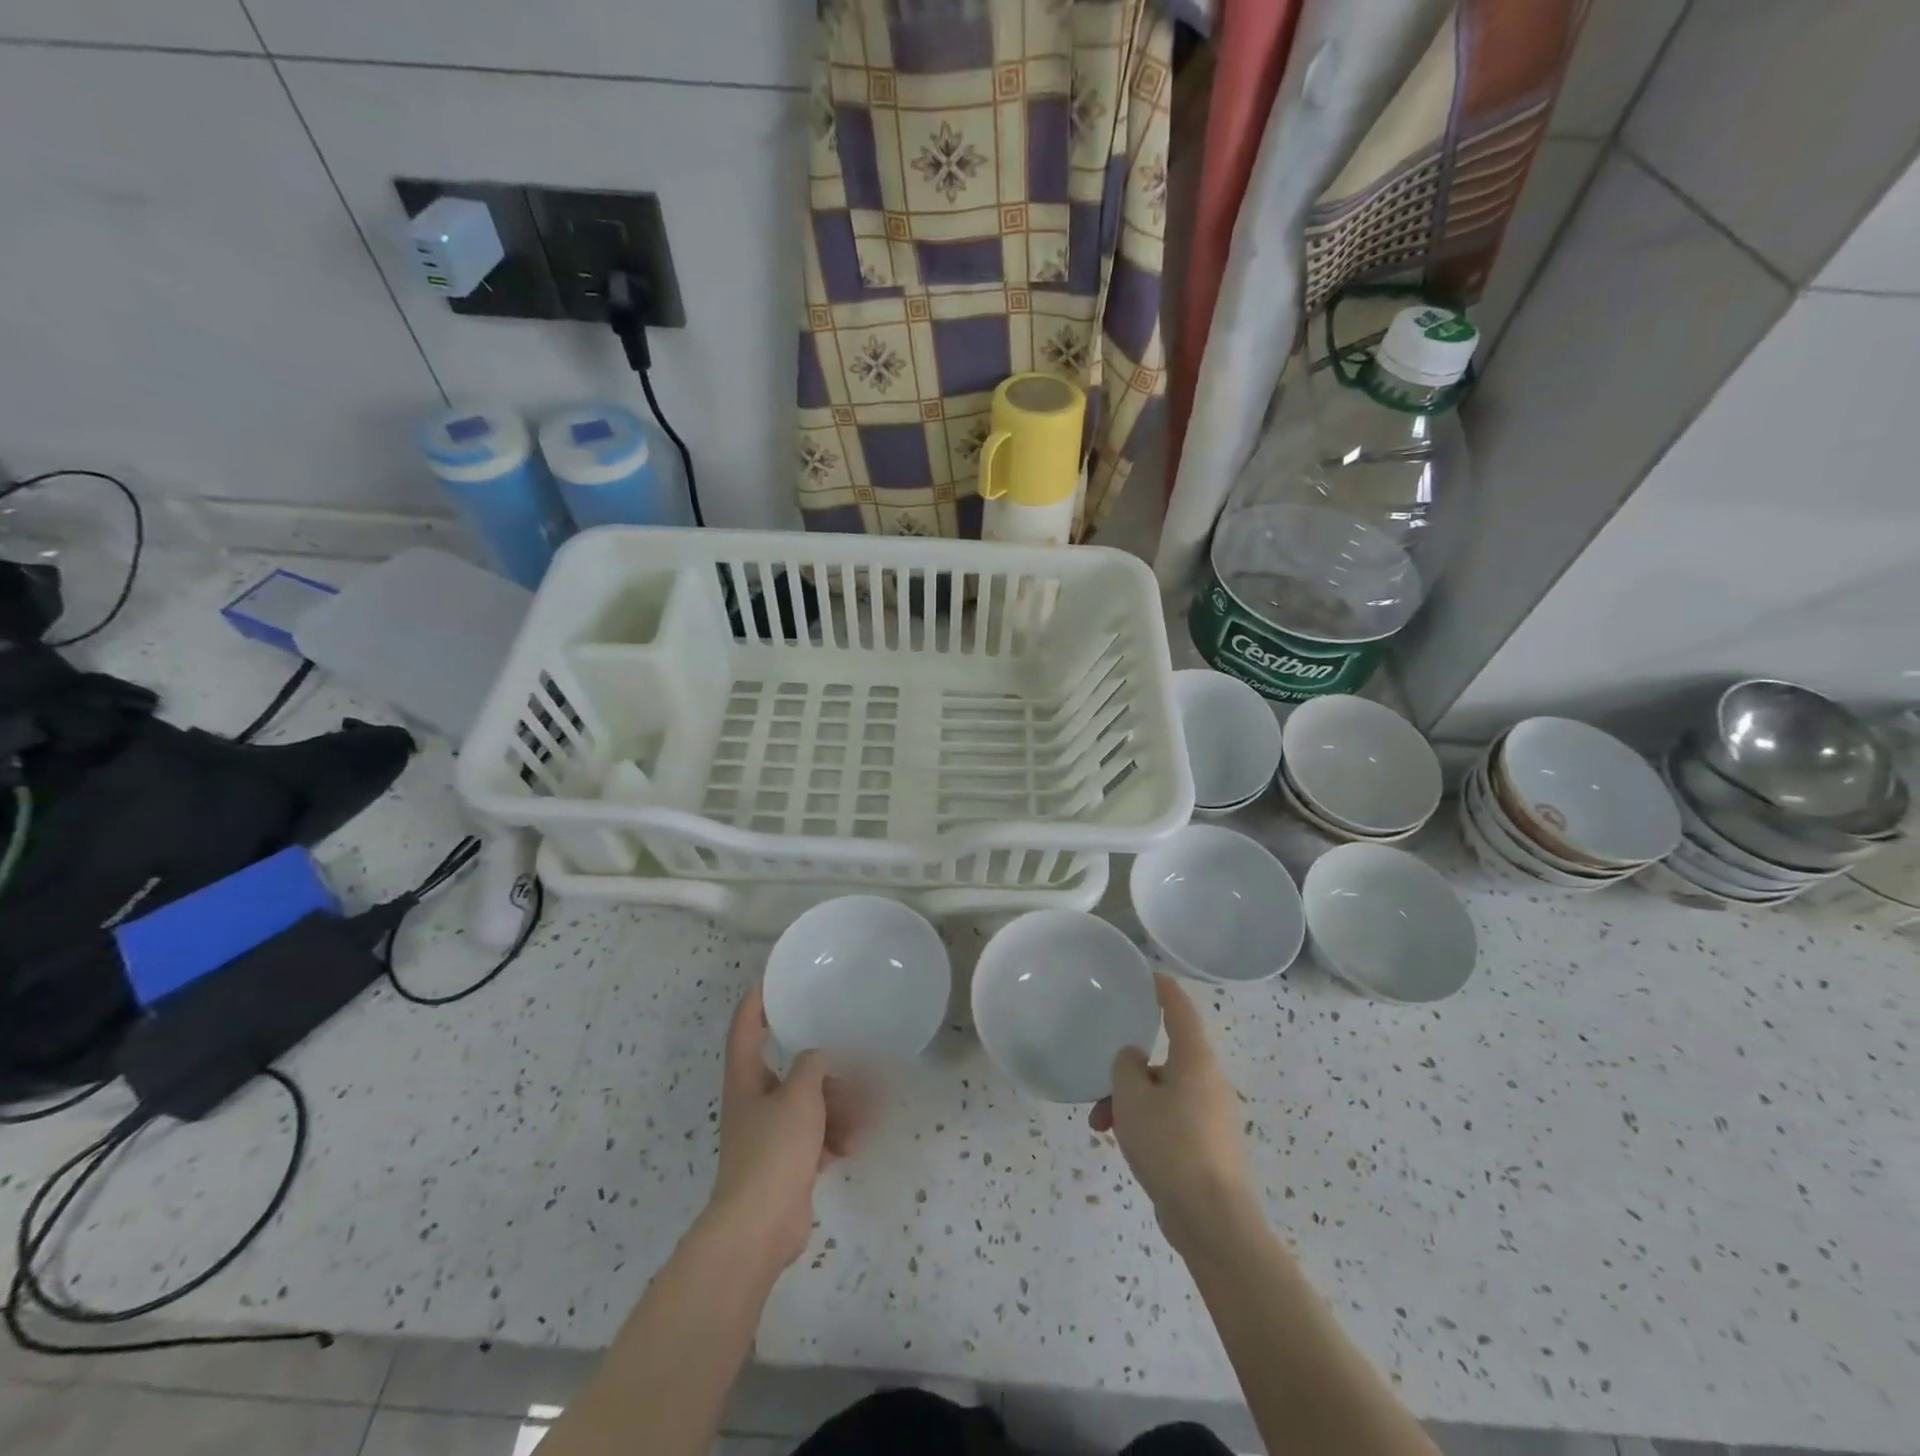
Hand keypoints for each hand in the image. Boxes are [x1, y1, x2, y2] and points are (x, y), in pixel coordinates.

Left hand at [703, 985, 864, 1274]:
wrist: (759, 1228)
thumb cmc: (773, 1149)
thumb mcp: (799, 1095)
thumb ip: (813, 1065)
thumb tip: (821, 1057)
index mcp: (746, 1078)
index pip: (747, 1027)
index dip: (757, 1000)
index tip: (775, 979)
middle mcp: (757, 1101)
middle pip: (793, 1069)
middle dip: (827, 1067)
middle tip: (859, 1058)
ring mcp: (774, 1134)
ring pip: (813, 1104)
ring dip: (842, 1105)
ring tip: (869, 1110)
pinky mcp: (790, 1163)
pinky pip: (820, 1136)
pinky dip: (838, 1135)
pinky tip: (857, 1141)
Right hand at [1091, 975, 1254, 1256]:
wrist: (1213, 1222)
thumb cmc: (1171, 1145)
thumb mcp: (1132, 1097)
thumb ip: (1126, 1067)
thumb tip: (1136, 1061)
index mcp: (1195, 1060)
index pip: (1180, 1011)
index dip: (1164, 990)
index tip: (1149, 975)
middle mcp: (1209, 1082)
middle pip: (1165, 1059)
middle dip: (1128, 1072)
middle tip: (1101, 1089)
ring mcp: (1212, 1117)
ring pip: (1163, 1093)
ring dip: (1130, 1104)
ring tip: (1102, 1127)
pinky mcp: (1208, 1148)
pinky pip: (1171, 1120)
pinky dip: (1146, 1125)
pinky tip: (1125, 1148)